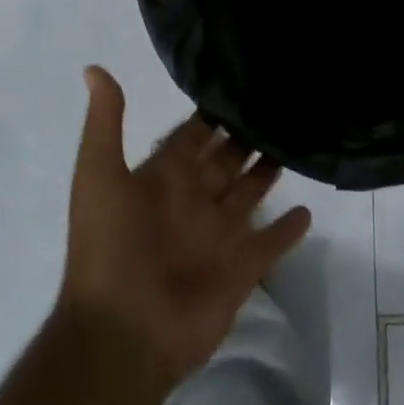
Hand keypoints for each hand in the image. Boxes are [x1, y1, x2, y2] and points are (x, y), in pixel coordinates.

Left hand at [58, 67, 312, 385]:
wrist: (122, 336)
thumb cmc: (110, 248)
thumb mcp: (99, 176)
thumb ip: (105, 123)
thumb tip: (94, 68)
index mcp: (162, 180)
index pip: (191, 137)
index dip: (210, 115)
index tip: (238, 85)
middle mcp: (192, 202)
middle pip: (224, 162)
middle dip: (245, 138)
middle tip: (277, 108)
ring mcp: (218, 236)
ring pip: (249, 194)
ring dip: (267, 173)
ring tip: (295, 142)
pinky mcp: (240, 269)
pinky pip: (270, 244)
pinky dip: (288, 230)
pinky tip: (308, 209)